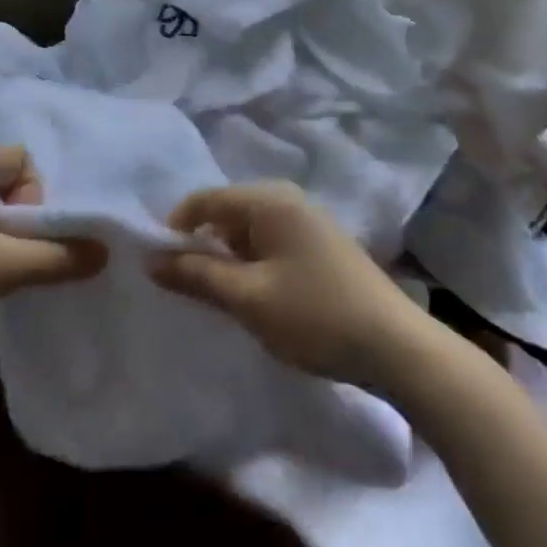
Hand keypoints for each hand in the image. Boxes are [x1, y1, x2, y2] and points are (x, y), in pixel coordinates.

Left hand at [0, 146, 106, 352]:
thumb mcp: (5, 266)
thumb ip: (60, 256)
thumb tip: (105, 252)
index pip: (22, 158)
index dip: (37, 192)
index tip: (26, 232)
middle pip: (9, 184)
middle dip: (26, 220)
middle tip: (20, 255)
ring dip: (7, 240)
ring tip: (4, 272)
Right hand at [148, 182, 420, 387]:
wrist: (397, 347)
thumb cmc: (315, 315)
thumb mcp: (248, 297)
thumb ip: (196, 275)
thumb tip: (150, 259)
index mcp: (269, 201)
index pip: (205, 199)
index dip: (175, 227)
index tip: (157, 263)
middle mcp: (288, 200)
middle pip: (227, 212)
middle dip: (201, 244)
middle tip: (184, 284)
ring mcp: (309, 222)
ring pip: (249, 231)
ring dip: (227, 258)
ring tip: (216, 295)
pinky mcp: (321, 247)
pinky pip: (271, 244)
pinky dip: (252, 264)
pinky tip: (253, 296)